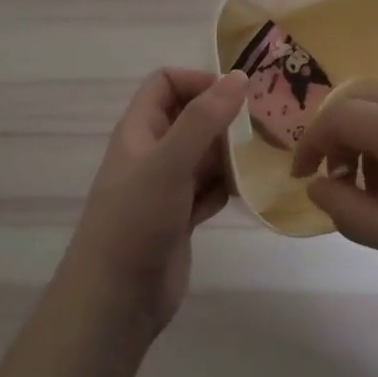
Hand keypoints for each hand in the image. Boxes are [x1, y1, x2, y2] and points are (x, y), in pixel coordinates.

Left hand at [62, 68, 247, 339]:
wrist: (115, 299)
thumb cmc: (136, 219)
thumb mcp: (169, 160)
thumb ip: (204, 118)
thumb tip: (239, 77)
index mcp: (139, 129)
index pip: (166, 83)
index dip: (198, 81)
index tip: (235, 96)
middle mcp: (152, 152)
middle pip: (190, 117)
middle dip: (223, 118)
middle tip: (262, 126)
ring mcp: (166, 187)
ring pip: (204, 155)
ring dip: (230, 154)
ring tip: (262, 157)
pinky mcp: (180, 217)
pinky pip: (209, 189)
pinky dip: (226, 187)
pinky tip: (246, 192)